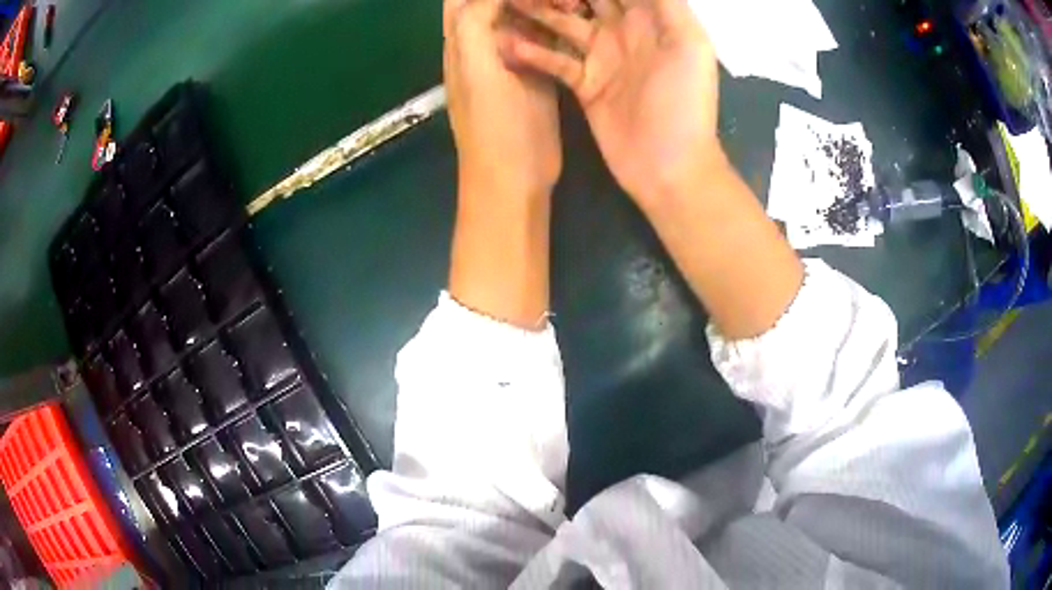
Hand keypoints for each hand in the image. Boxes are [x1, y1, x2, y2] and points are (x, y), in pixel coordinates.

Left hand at [444, 0, 561, 200]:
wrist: (517, 178)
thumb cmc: (494, 128)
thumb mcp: (478, 71)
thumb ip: (475, 24)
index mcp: (461, 43)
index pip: (464, 0)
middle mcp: (484, 46)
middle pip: (494, 4)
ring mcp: (514, 59)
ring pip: (524, 16)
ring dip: (542, 3)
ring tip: (568, 0)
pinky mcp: (539, 73)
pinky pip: (546, 38)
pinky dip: (559, 23)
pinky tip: (577, 14)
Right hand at [502, 0, 722, 203]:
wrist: (669, 167)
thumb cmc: (684, 103)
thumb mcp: (688, 43)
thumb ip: (665, 1)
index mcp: (651, 18)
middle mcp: (623, 31)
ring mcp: (601, 57)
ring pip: (563, 23)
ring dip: (537, 11)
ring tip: (507, 2)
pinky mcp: (584, 83)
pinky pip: (553, 59)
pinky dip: (531, 51)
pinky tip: (506, 43)